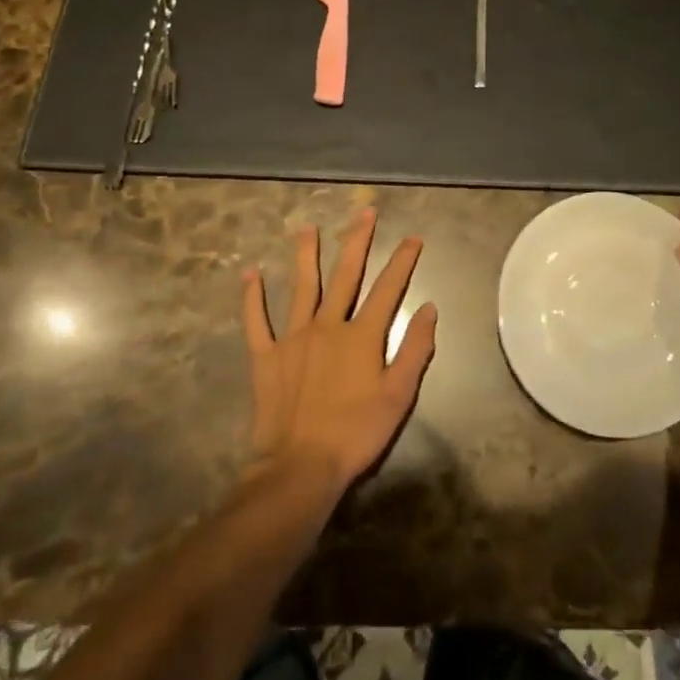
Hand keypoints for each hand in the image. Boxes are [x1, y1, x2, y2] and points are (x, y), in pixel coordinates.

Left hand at [242, 208, 436, 491]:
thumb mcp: (399, 395)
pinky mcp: (266, 357)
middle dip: (357, 241)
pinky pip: (256, 322)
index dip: (403, 261)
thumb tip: (428, 308)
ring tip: (305, 228)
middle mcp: (328, 325)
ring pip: (302, 287)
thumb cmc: (356, 433)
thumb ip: (415, 349)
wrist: (300, 467)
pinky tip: (250, 274)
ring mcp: (293, 338)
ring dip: (305, 255)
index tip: (413, 237)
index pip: (388, 288)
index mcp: (362, 334)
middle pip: (345, 274)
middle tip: (363, 212)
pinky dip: (252, 298)